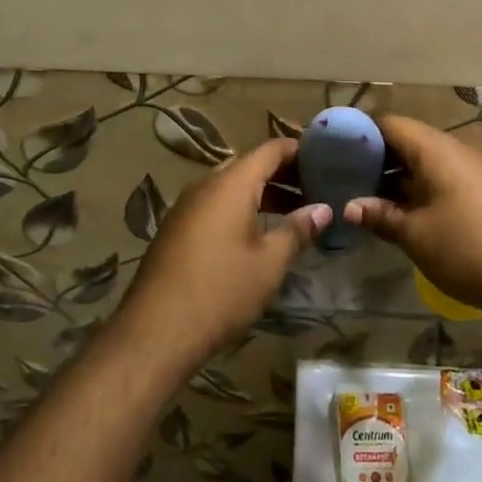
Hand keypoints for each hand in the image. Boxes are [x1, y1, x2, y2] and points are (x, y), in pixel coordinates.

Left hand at [114, 137, 329, 371]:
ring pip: (231, 187)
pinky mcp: (177, 229)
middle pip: (250, 166)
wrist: (156, 331)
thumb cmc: (221, 291)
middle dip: (284, 175)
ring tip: (295, 214)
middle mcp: (206, 185)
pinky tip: (258, 235)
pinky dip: (241, 209)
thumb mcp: (269, 263)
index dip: (299, 150)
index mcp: (230, 184)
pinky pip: (215, 205)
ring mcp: (186, 207)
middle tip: (316, 189)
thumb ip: (297, 230)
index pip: (270, 150)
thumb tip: (323, 209)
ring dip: (263, 194)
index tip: (325, 159)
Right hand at [346, 116, 481, 317]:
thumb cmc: (470, 249)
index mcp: (437, 148)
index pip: (389, 123)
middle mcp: (458, 146)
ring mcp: (477, 165)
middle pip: (408, 140)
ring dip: (400, 175)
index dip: (360, 134)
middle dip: (377, 158)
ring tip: (370, 197)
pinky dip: (423, 184)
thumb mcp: (417, 236)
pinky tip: (406, 208)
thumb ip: (381, 215)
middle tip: (348, 179)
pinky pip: (447, 173)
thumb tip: (350, 206)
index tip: (336, 152)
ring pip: (428, 159)